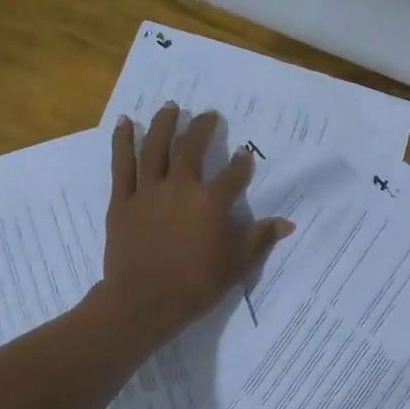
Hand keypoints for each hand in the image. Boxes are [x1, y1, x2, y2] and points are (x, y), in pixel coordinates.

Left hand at [97, 105, 293, 346]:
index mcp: (212, 202)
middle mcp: (181, 187)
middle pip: (192, 147)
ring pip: (155, 147)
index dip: (241, 163)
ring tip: (170, 106)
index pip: (234, 174)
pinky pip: (122, 164)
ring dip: (163, 123)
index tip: (244, 154)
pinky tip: (124, 122)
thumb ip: (259, 239)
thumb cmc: (195, 285)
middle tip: (208, 115)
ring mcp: (149, 190)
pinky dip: (122, 141)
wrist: (144, 301)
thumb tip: (287, 223)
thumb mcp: (236, 265)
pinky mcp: (123, 199)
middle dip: (202, 127)